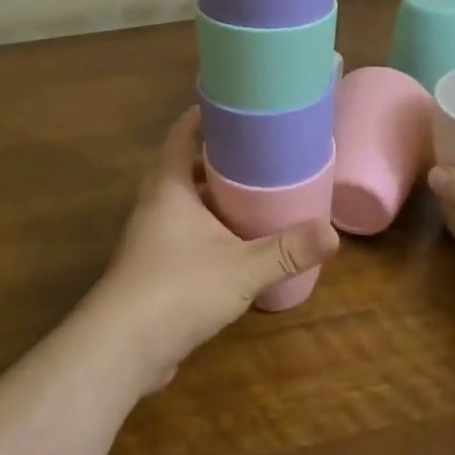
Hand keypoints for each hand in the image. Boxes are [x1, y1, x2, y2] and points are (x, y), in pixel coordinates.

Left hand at [93, 107, 338, 392]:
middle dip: (218, 156)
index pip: (182, 133)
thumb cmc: (178, 289)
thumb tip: (332, 233)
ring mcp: (150, 236)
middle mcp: (156, 203)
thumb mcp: (242, 267)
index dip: (205, 114)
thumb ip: (287, 250)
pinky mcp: (152, 267)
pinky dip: (208, 227)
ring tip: (253, 191)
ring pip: (184, 201)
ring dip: (213, 194)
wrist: (121, 349)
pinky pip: (183, 231)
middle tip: (257, 150)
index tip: (237, 105)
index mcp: (169, 186)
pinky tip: (235, 242)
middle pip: (185, 165)